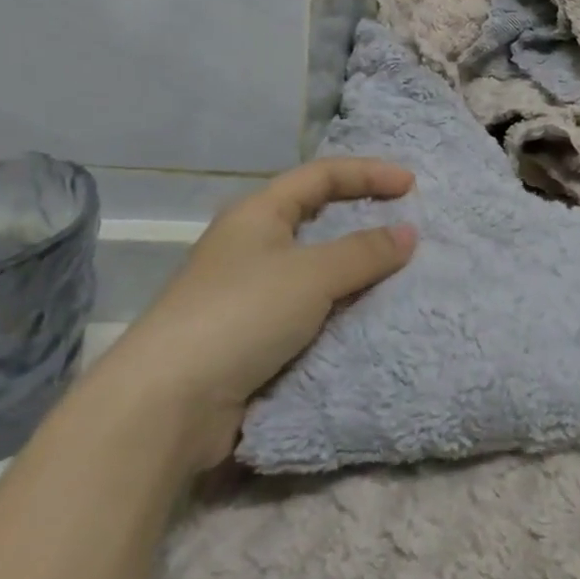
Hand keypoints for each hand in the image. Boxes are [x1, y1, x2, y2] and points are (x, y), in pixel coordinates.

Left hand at [87, 157, 416, 469]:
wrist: (167, 405)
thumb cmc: (241, 315)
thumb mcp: (312, 274)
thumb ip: (365, 251)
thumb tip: (408, 233)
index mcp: (258, 213)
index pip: (322, 175)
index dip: (368, 173)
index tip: (411, 186)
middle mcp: (250, 245)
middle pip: (316, 217)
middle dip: (362, 219)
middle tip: (406, 227)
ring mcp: (247, 293)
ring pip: (314, 268)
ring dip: (353, 269)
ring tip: (397, 274)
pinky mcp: (249, 338)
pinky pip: (307, 310)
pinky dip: (338, 308)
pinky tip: (365, 318)